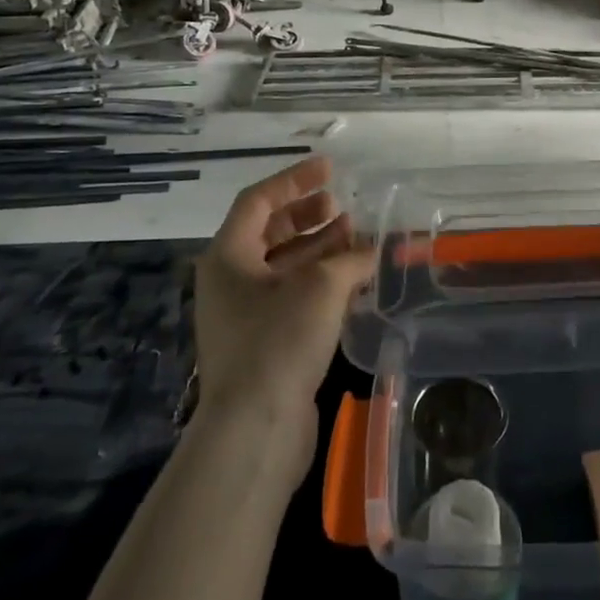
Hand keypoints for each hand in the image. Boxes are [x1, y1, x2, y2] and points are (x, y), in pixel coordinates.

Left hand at [194, 155, 374, 485]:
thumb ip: (350, 258)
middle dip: (307, 214)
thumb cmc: (279, 342)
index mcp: (229, 256)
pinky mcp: (263, 342)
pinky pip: (291, 294)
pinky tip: (352, 277)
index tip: (329, 168)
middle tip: (342, 205)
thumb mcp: (320, 287)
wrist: (255, 430)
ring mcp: (245, 314)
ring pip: (283, 265)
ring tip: (355, 236)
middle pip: (269, 231)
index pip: (259, 200)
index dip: (295, 179)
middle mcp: (230, 280)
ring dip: (318, 247)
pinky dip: (319, 279)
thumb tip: (371, 249)